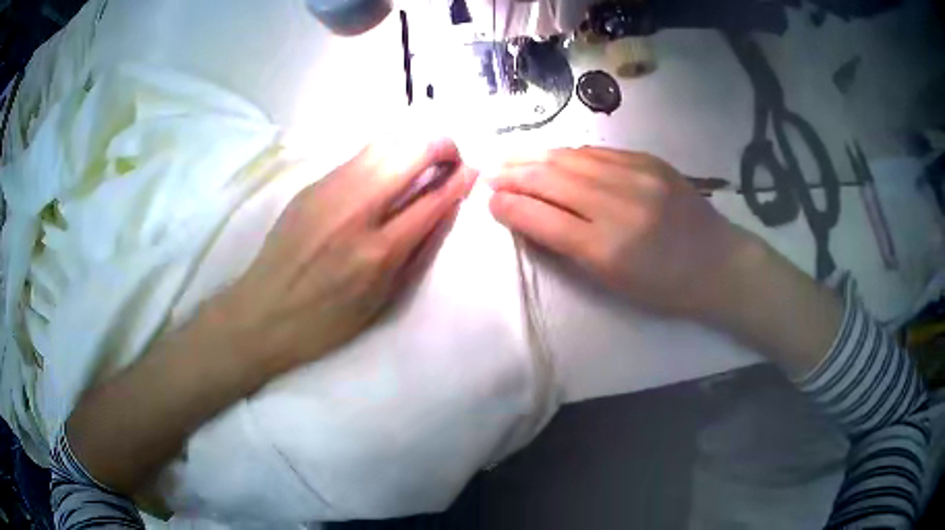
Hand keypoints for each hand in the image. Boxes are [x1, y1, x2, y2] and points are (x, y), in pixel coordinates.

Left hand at [215, 137, 476, 374]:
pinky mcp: (311, 185)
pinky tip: (386, 170)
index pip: (432, 199)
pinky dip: (384, 154)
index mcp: (378, 252)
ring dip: (412, 143)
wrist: (262, 313)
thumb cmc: (325, 321)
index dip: (460, 180)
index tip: (474, 170)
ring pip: (384, 142)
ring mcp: (329, 191)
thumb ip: (414, 252)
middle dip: (442, 147)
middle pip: (410, 152)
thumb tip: (441, 210)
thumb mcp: (380, 300)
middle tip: (450, 160)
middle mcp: (356, 211)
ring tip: (421, 160)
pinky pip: (358, 155)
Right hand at [489, 147, 752, 319]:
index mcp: (608, 249)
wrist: (717, 263)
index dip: (509, 207)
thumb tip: (529, 216)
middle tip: (489, 173)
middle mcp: (620, 205)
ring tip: (510, 157)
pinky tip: (551, 154)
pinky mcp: (649, 160)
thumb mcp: (612, 281)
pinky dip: (567, 153)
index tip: (488, 201)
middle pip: (551, 179)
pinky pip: (596, 151)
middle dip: (513, 174)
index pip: (542, 219)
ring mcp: (637, 176)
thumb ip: (568, 246)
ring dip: (534, 156)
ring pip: (570, 157)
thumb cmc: (664, 287)